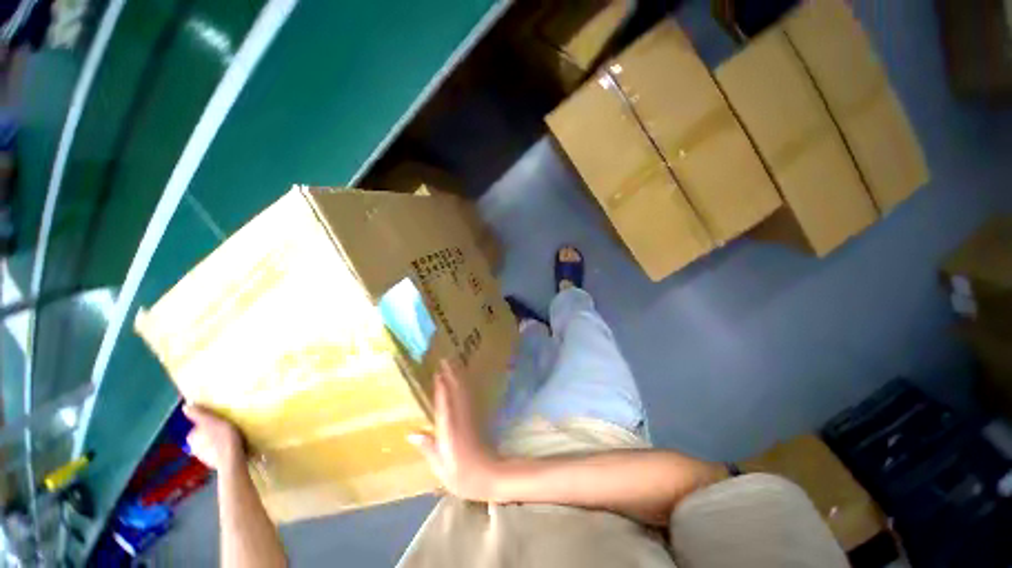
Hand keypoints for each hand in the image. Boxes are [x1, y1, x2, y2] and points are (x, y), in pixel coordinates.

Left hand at [183, 403, 245, 471]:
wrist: (232, 459)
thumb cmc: (222, 438)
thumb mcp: (211, 421)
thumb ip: (198, 414)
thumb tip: (185, 406)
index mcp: (191, 437)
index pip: (197, 428)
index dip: (208, 424)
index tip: (219, 422)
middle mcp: (193, 448)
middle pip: (203, 438)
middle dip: (212, 434)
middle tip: (226, 429)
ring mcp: (204, 458)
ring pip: (210, 446)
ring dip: (218, 442)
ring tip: (232, 438)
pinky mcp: (215, 463)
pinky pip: (218, 453)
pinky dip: (223, 450)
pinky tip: (233, 447)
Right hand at [408, 360, 503, 501]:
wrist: (490, 475)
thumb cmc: (462, 476)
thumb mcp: (440, 468)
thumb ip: (428, 448)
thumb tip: (411, 433)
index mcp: (449, 429)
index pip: (444, 402)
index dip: (441, 386)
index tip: (437, 371)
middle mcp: (460, 418)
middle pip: (456, 390)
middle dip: (451, 373)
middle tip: (446, 358)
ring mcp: (470, 416)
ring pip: (464, 391)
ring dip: (459, 375)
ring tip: (454, 363)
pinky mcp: (477, 418)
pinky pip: (469, 396)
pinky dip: (465, 385)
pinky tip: (464, 380)